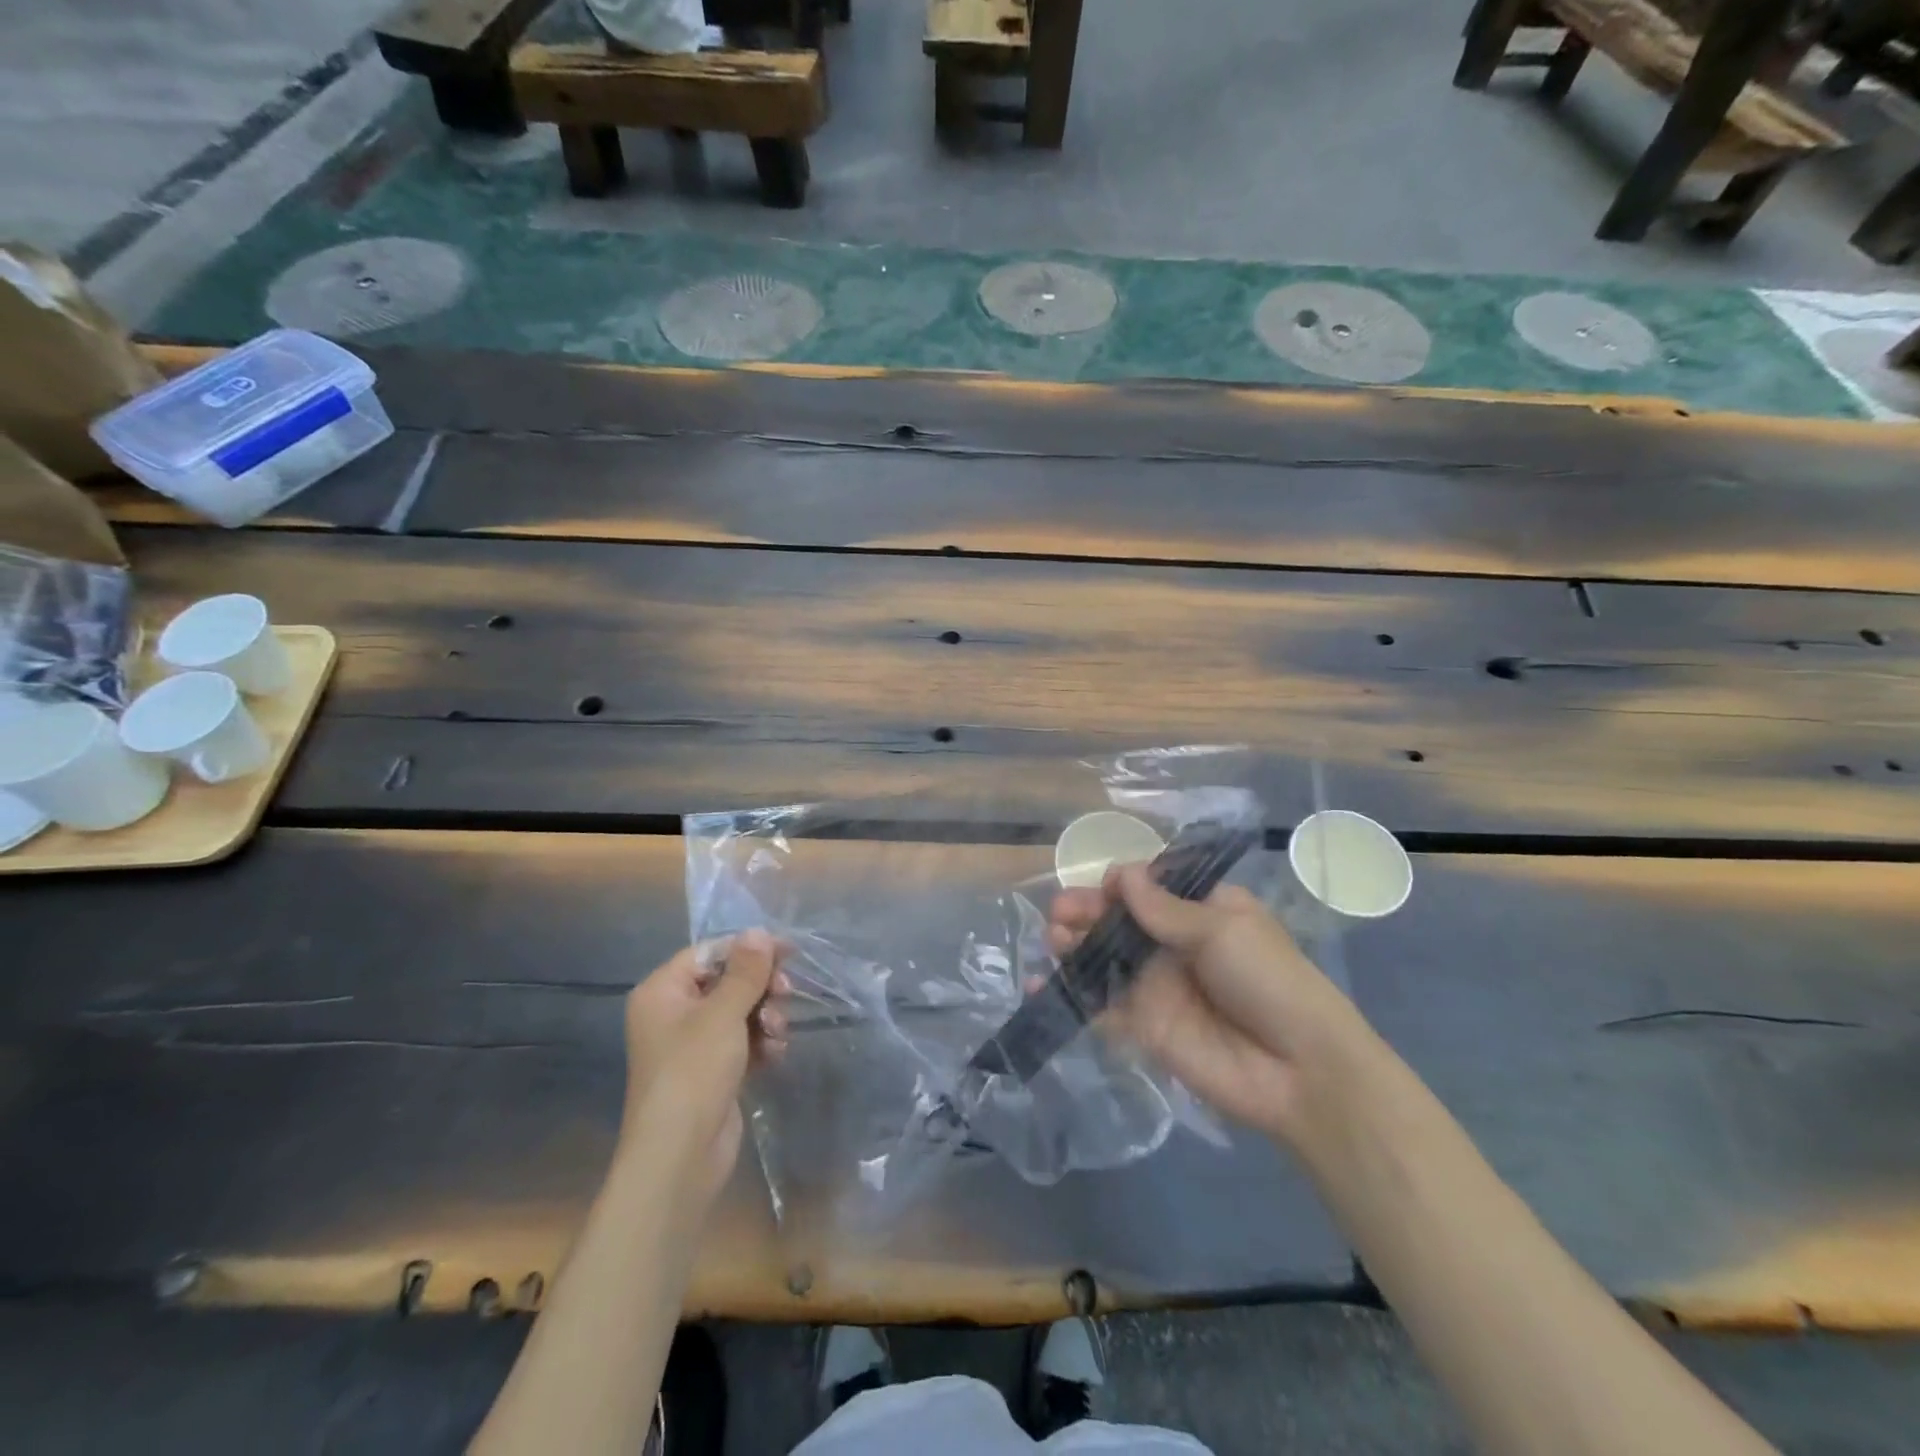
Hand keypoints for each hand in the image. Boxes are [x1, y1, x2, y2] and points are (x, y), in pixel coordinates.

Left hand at [619, 931, 789, 1209]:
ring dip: (766, 1017)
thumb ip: (745, 971)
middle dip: (761, 987)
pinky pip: (743, 1040)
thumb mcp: (723, 1014)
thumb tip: (758, 932)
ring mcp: (693, 1045)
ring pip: (741, 1011)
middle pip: (728, 981)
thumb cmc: (694, 1072)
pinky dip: (761, 1043)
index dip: (749, 949)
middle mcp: (674, 1013)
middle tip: (786, 994)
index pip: (709, 952)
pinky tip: (774, 1055)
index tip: (788, 950)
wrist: (679, 1158)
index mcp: (663, 991)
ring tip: (777, 1035)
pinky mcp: (713, 1071)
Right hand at [1048, 865, 1373, 1144]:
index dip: (1124, 883)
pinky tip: (1040, 987)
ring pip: (1103, 957)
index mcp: (1201, 911)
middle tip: (1059, 913)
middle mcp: (1173, 943)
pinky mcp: (1142, 1026)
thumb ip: (1165, 907)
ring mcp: (1155, 985)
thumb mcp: (1221, 930)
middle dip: (1087, 910)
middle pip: (1119, 919)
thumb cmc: (1268, 981)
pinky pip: (1100, 1005)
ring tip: (1052, 940)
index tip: (1107, 887)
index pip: (1150, 886)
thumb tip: (1123, 873)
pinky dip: (1070, 995)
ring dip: (1073, 945)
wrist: (1298, 1071)